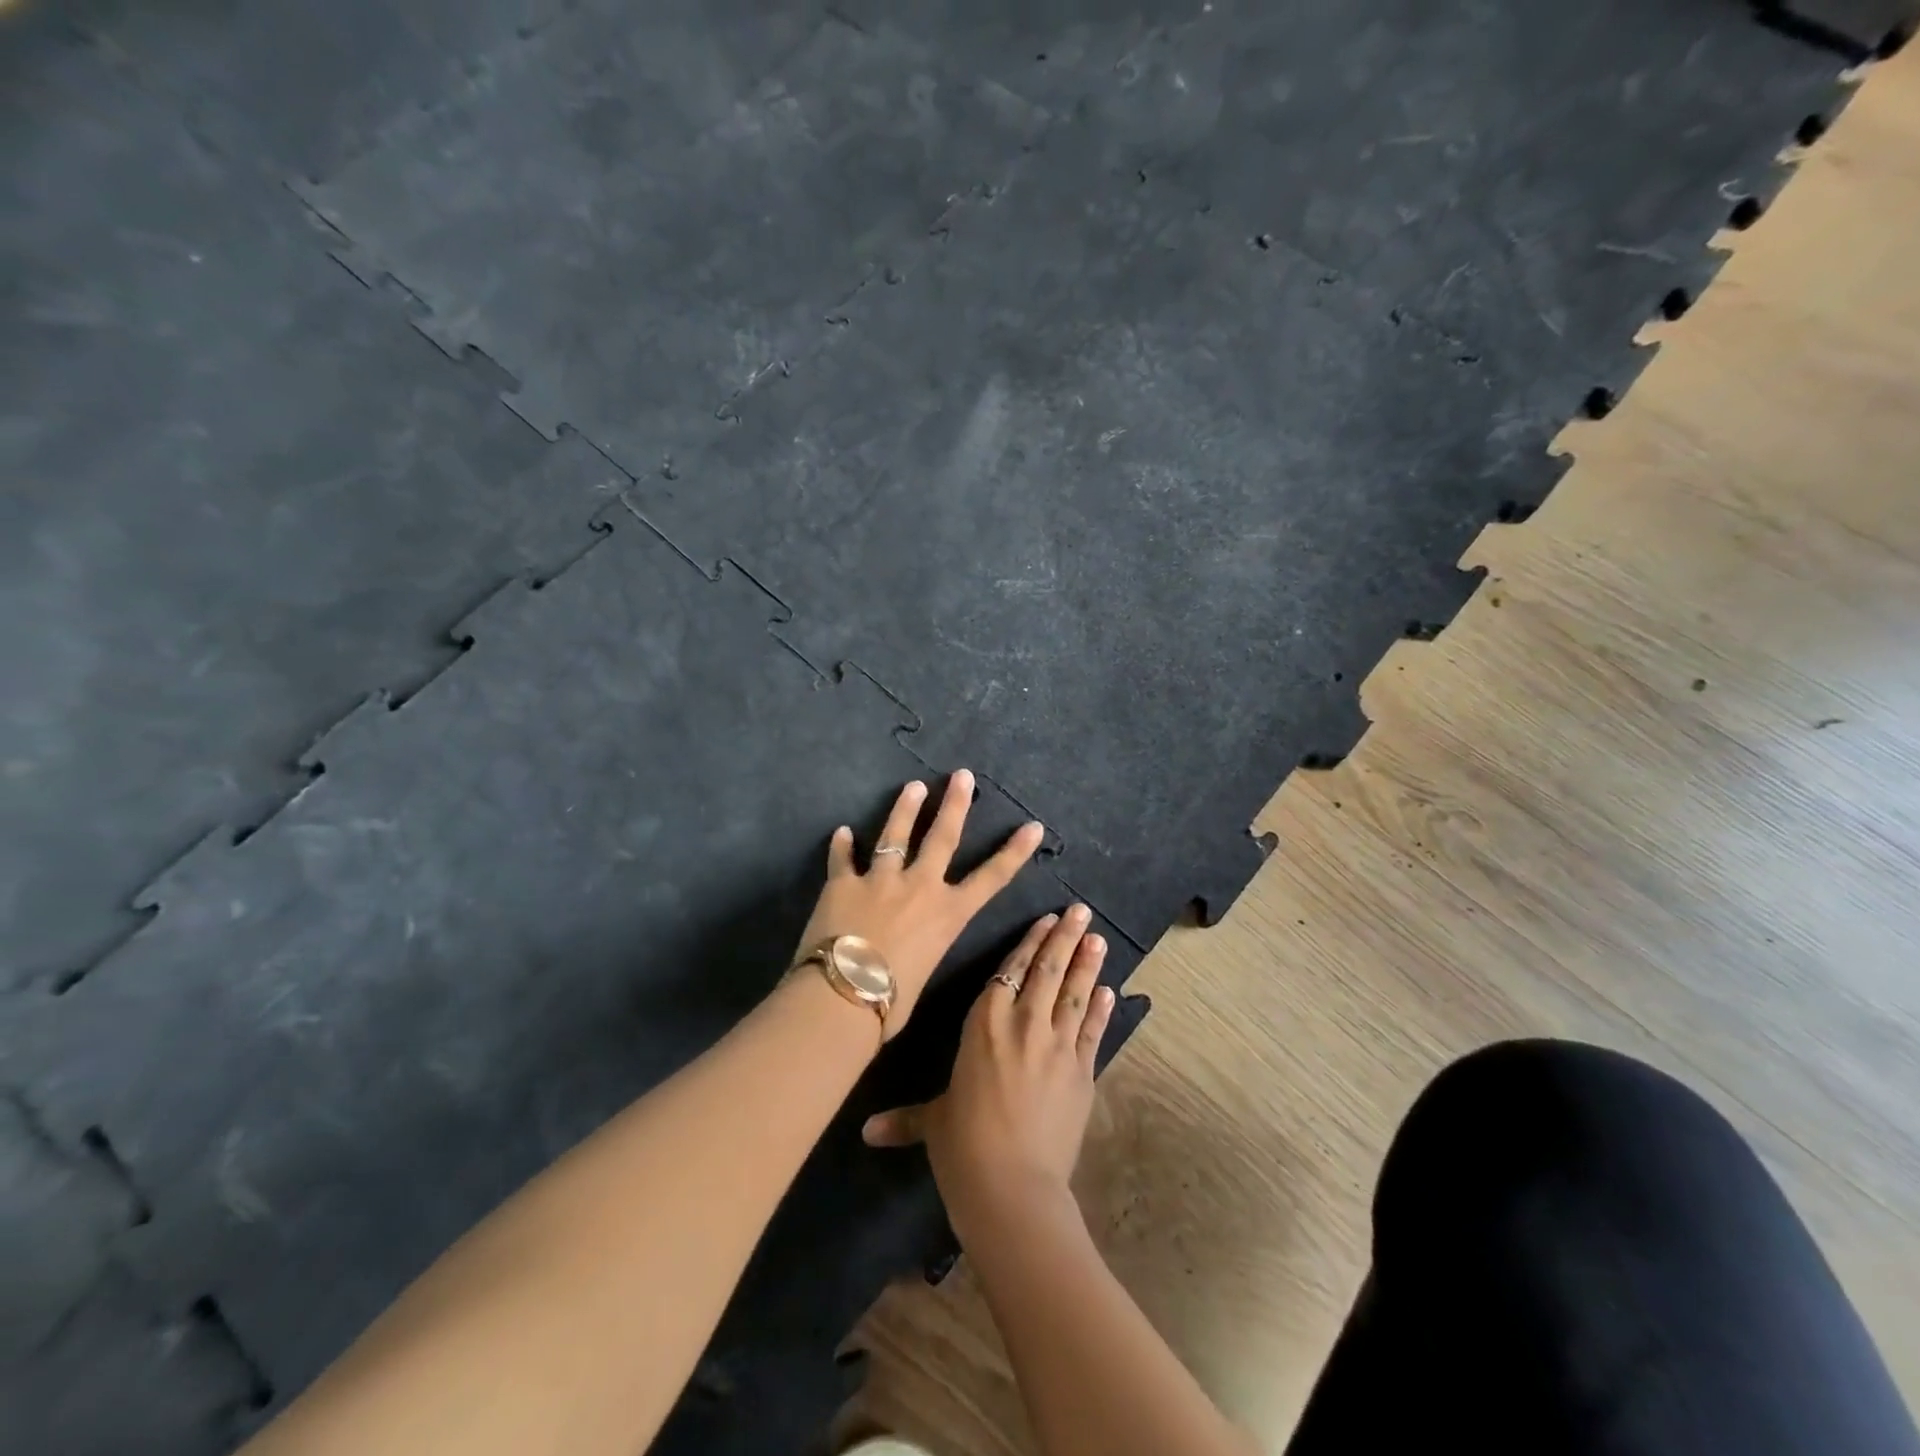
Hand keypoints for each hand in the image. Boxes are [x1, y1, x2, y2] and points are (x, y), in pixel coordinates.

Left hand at [794, 771, 1043, 1034]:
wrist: (845, 993)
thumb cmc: (892, 1002)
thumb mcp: (923, 974)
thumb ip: (919, 951)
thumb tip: (904, 953)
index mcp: (947, 913)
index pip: (991, 878)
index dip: (1014, 851)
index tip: (1032, 826)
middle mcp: (919, 886)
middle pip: (941, 837)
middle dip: (954, 804)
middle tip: (961, 776)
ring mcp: (880, 879)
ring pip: (895, 835)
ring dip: (904, 809)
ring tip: (912, 786)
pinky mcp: (843, 883)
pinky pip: (842, 860)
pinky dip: (841, 846)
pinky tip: (841, 832)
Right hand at [862, 906, 1114, 1241]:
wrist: (1012, 1188)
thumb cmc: (963, 1147)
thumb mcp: (933, 1124)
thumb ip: (904, 1119)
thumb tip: (865, 1132)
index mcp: (984, 1023)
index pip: (1010, 971)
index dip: (1029, 943)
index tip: (1047, 920)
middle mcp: (1024, 1024)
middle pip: (1047, 971)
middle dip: (1065, 938)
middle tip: (1082, 912)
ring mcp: (1057, 1047)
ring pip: (1074, 993)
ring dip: (1087, 964)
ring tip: (1099, 938)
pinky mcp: (1082, 1073)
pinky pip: (1092, 1032)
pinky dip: (1101, 1010)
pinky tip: (1110, 992)